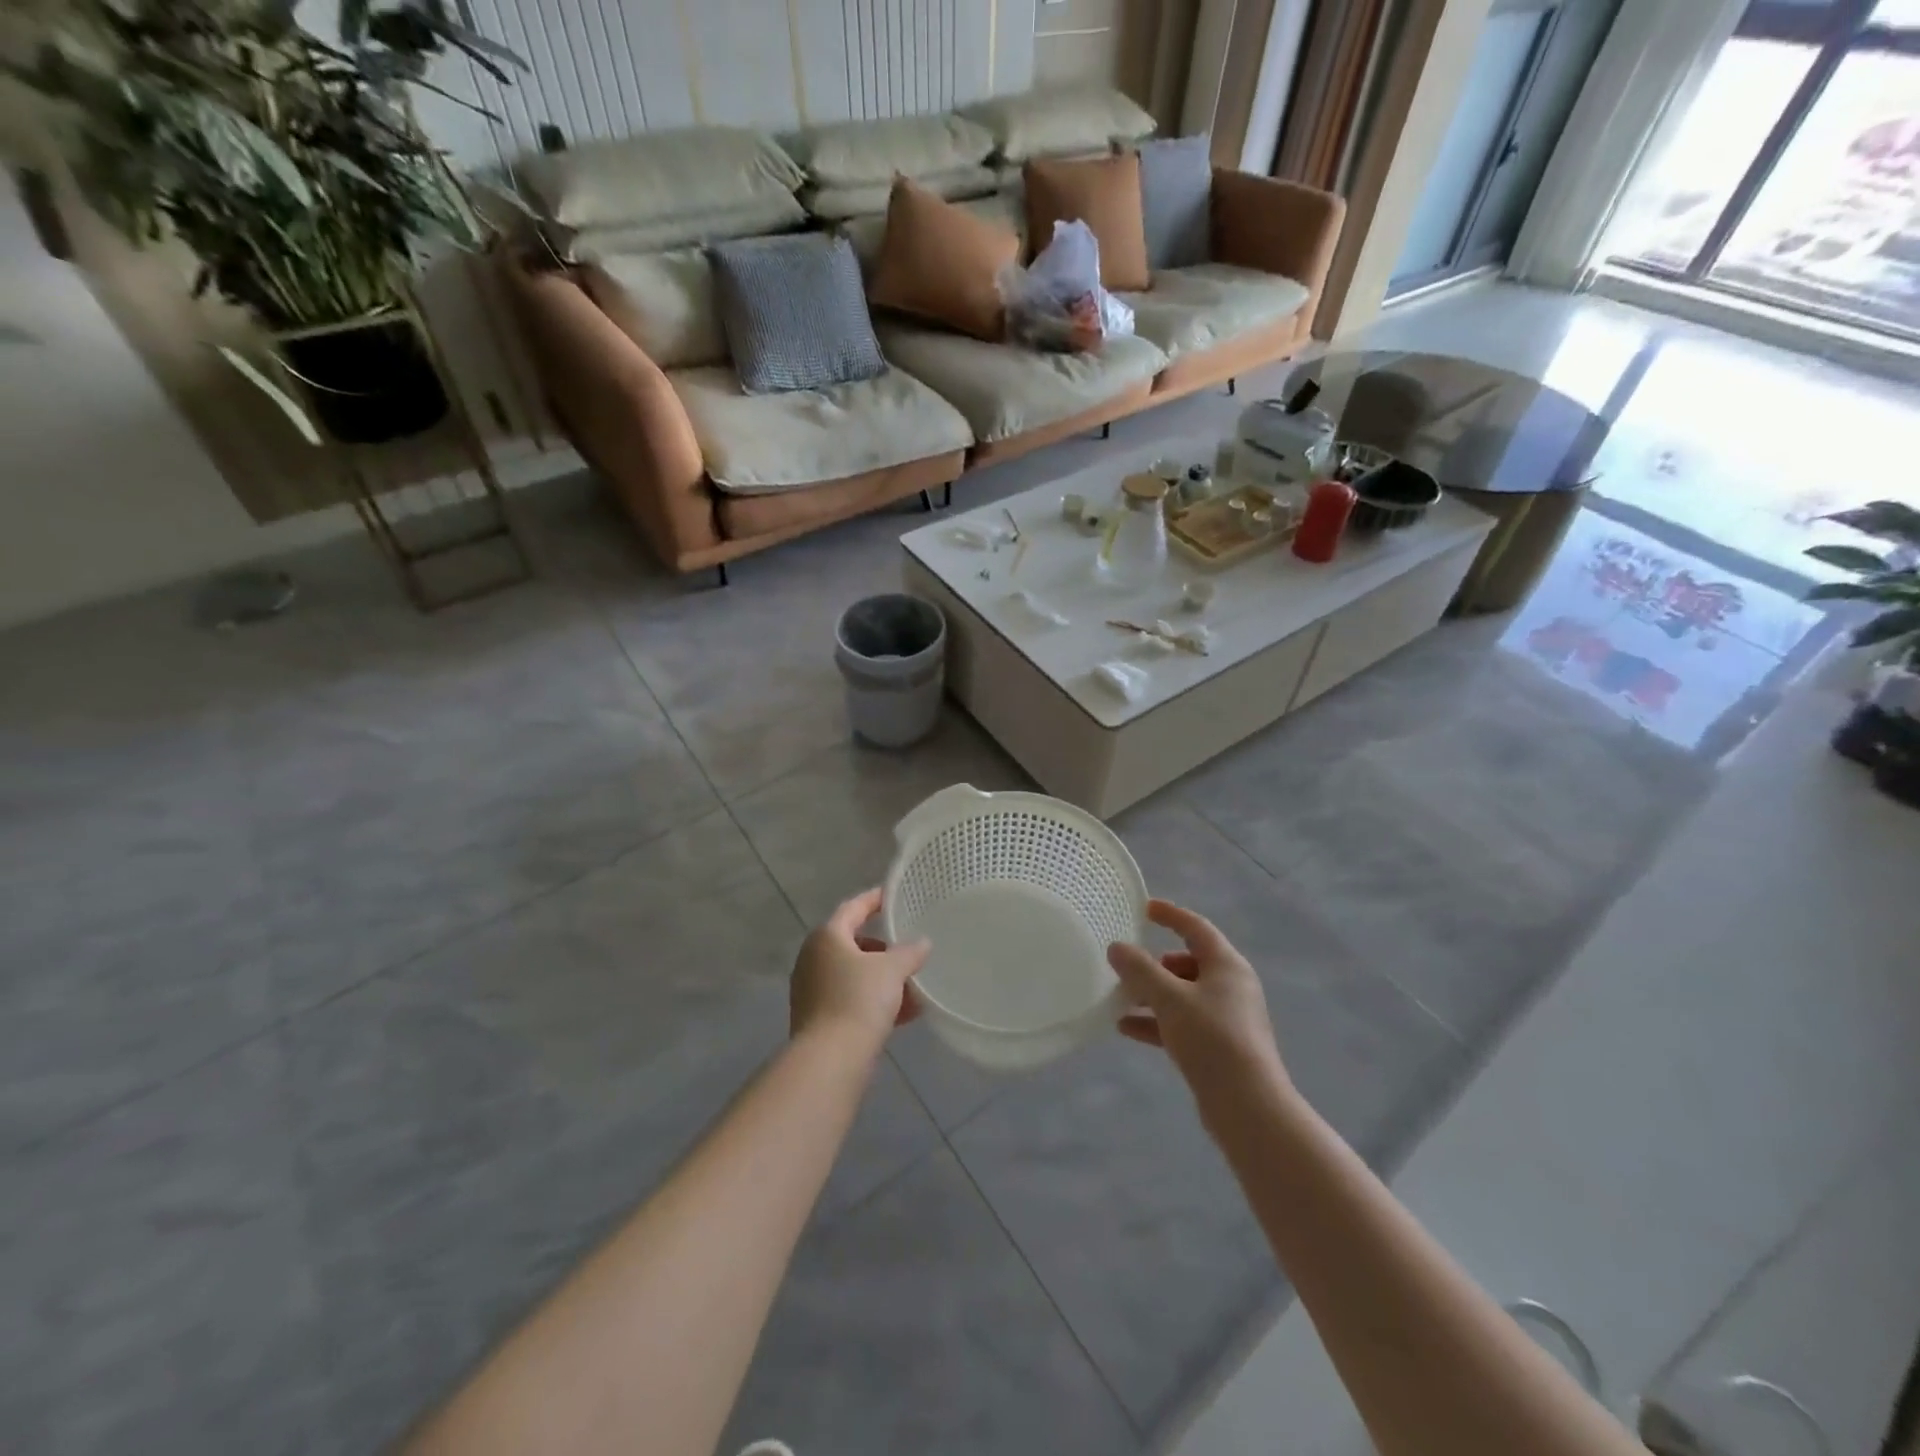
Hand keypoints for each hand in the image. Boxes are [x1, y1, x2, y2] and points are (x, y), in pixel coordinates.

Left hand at [790, 888, 928, 1052]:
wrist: (831, 1059)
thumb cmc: (859, 1000)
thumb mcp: (892, 969)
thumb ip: (910, 952)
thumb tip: (922, 943)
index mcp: (827, 937)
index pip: (853, 908)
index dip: (874, 900)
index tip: (893, 896)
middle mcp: (814, 958)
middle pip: (853, 943)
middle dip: (884, 949)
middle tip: (908, 949)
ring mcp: (813, 990)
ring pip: (854, 975)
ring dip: (883, 979)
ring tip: (914, 987)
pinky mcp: (818, 1018)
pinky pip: (852, 999)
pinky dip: (875, 1001)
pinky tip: (905, 1014)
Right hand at [1108, 900, 1287, 1109]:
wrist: (1248, 1106)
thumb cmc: (1211, 1038)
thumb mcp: (1169, 998)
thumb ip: (1140, 970)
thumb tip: (1117, 947)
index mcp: (1227, 965)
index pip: (1196, 928)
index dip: (1170, 915)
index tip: (1144, 909)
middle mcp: (1231, 986)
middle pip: (1188, 962)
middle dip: (1155, 964)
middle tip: (1127, 967)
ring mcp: (1227, 1017)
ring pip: (1183, 995)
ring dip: (1152, 995)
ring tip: (1121, 999)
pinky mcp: (1219, 1046)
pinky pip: (1183, 1022)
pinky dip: (1157, 1021)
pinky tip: (1126, 1029)